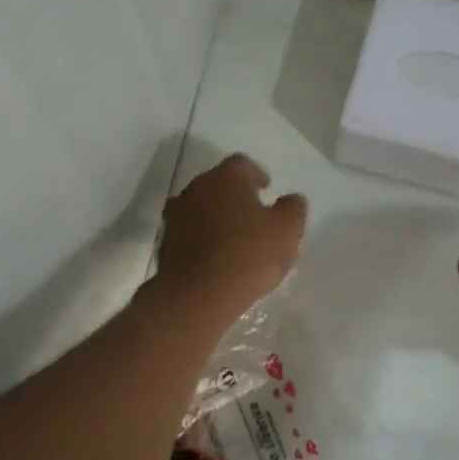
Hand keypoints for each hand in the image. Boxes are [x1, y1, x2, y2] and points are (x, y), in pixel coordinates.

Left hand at [155, 154, 306, 320]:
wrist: (197, 295)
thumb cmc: (248, 255)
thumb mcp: (287, 232)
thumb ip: (293, 209)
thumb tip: (292, 199)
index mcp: (226, 177)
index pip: (243, 164)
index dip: (257, 175)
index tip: (267, 189)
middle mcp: (196, 188)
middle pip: (218, 183)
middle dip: (235, 195)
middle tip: (253, 213)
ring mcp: (176, 215)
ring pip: (201, 207)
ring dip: (217, 215)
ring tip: (234, 236)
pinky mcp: (165, 242)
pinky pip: (190, 231)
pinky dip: (203, 236)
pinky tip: (216, 255)